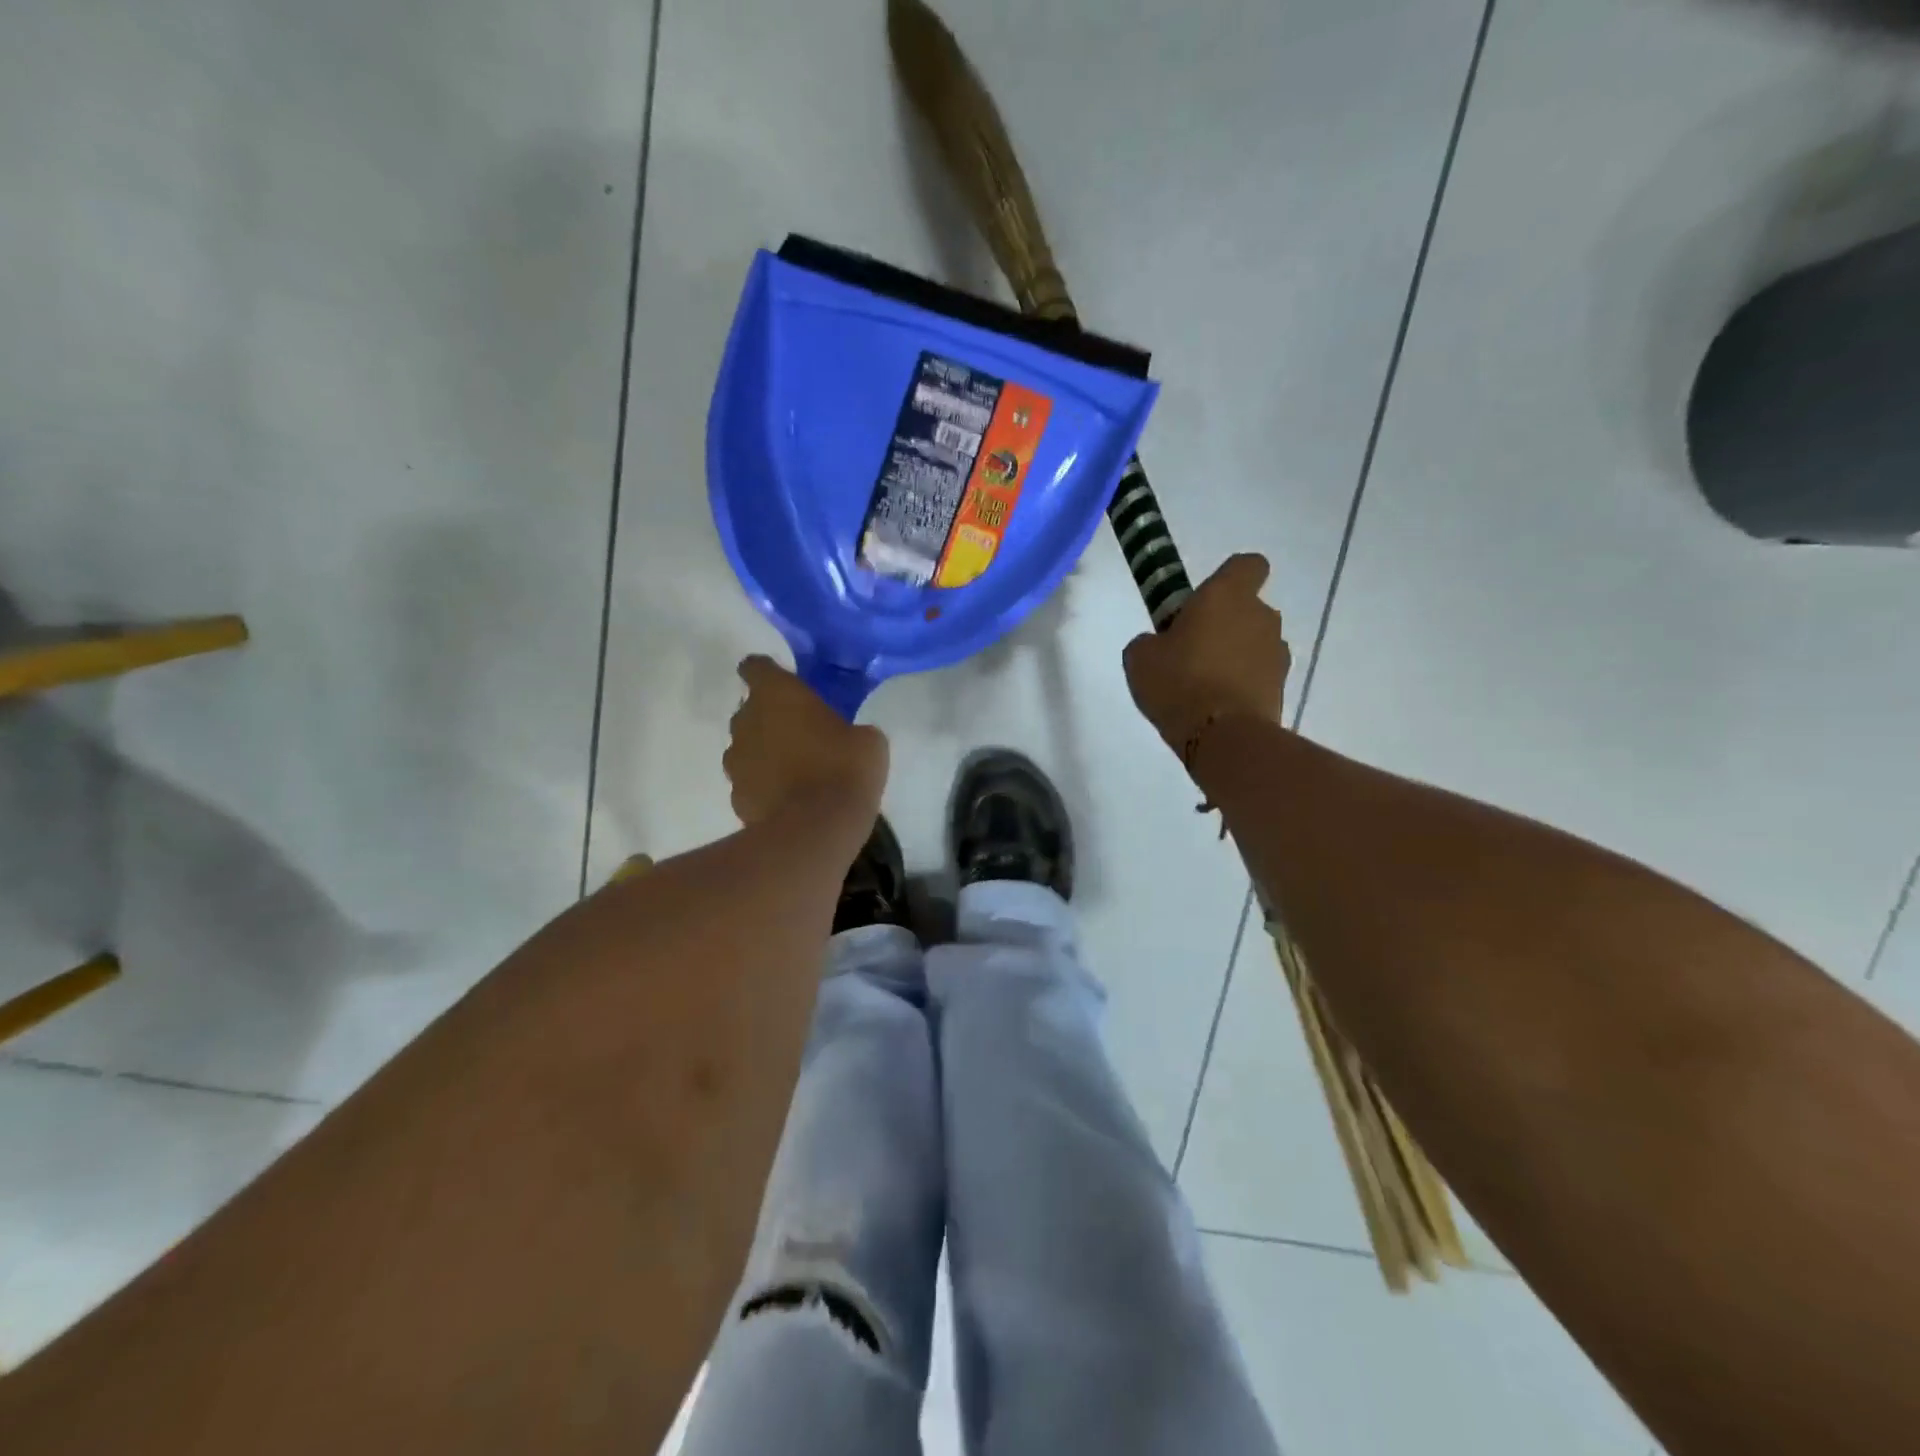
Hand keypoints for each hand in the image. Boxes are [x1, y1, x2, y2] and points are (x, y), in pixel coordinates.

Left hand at [724, 655, 888, 825]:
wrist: (816, 829)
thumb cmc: (844, 769)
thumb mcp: (868, 740)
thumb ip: (849, 729)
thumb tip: (849, 738)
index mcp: (777, 694)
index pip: (756, 667)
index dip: (767, 673)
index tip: (784, 683)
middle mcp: (746, 721)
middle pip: (750, 710)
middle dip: (770, 717)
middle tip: (801, 732)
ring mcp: (736, 761)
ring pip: (747, 747)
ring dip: (765, 752)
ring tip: (795, 770)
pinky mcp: (736, 796)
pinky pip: (750, 782)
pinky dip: (764, 786)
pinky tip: (788, 799)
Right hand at [1123, 553, 1289, 757]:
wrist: (1222, 736)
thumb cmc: (1178, 682)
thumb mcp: (1140, 656)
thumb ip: (1152, 640)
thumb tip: (1161, 644)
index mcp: (1226, 595)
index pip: (1247, 564)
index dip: (1230, 577)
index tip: (1206, 601)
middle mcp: (1261, 616)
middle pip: (1248, 608)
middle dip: (1226, 624)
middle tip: (1193, 650)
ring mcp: (1277, 652)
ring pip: (1255, 643)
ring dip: (1236, 655)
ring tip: (1205, 685)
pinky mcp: (1282, 686)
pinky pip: (1259, 675)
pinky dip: (1243, 684)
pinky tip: (1217, 706)